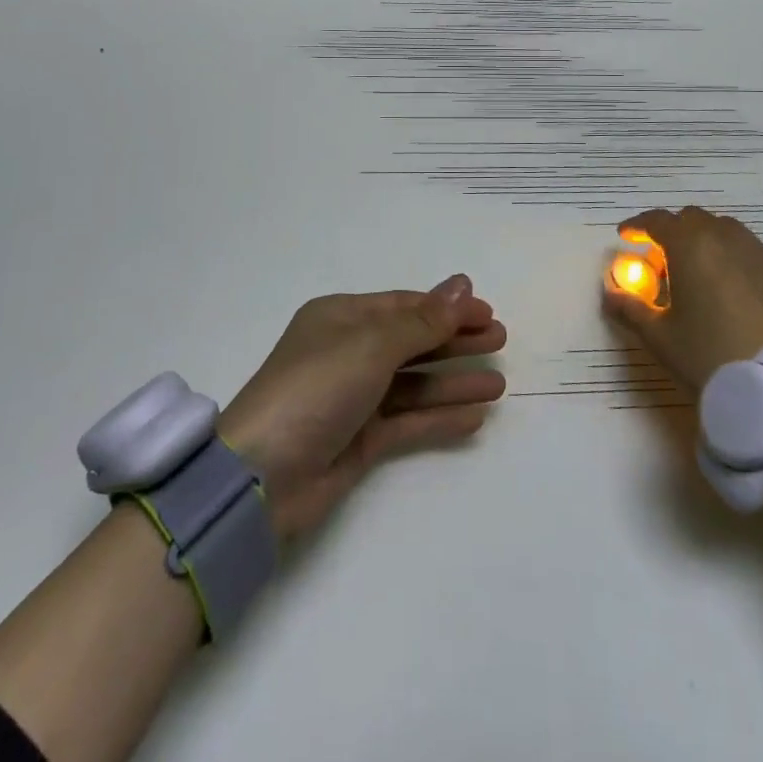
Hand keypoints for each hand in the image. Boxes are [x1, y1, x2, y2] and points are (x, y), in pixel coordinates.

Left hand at [219, 276, 506, 541]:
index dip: (446, 307)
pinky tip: (474, 417)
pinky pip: (407, 421)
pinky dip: (438, 417)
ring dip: (454, 382)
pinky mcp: (359, 440)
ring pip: (414, 383)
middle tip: (500, 341)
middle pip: (412, 341)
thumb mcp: (371, 345)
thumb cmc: (315, 388)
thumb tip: (462, 285)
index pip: (403, 306)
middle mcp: (348, 352)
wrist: (262, 476)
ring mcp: (353, 398)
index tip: (487, 312)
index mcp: (341, 318)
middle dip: (455, 341)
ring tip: (499, 384)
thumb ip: (422, 322)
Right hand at [601, 206, 762, 392]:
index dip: (637, 226)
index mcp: (691, 245)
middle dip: (672, 232)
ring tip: (696, 272)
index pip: (657, 220)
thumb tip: (610, 293)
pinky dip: (731, 258)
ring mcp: (758, 253)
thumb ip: (630, 308)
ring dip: (704, 241)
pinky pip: (748, 251)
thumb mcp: (660, 337)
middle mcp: (725, 237)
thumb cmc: (710, 355)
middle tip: (660, 260)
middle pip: (692, 220)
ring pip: (724, 231)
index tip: (625, 237)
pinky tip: (729, 289)